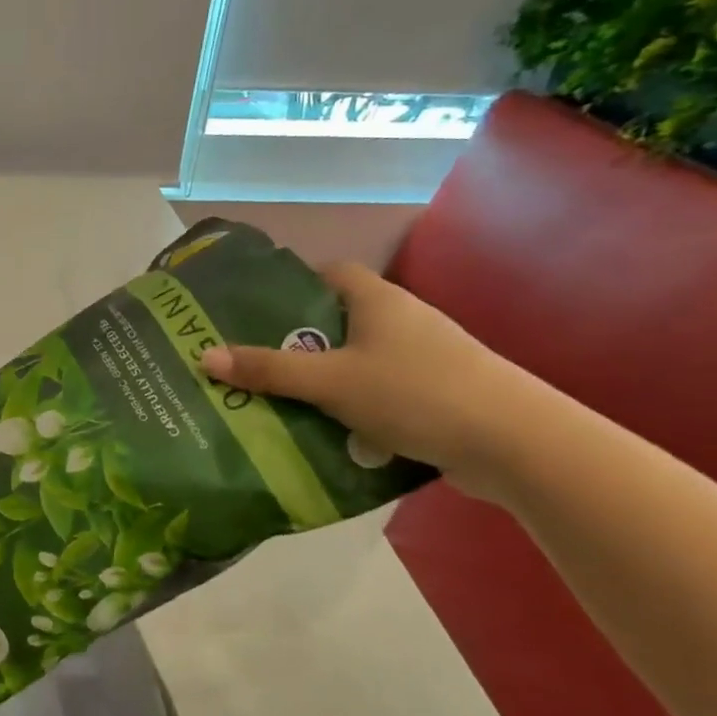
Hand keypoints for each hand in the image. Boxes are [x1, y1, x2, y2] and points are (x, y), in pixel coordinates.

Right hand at [198, 261, 546, 499]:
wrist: (512, 442)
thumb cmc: (415, 392)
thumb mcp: (331, 382)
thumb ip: (269, 370)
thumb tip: (205, 357)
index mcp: (378, 301)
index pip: (331, 273)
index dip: (293, 284)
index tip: (254, 309)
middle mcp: (400, 321)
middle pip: (338, 320)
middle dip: (296, 341)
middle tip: (250, 362)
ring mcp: (421, 359)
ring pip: (356, 361)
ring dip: (321, 379)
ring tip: (276, 400)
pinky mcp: (432, 395)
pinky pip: (376, 392)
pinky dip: (349, 406)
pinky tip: (324, 431)